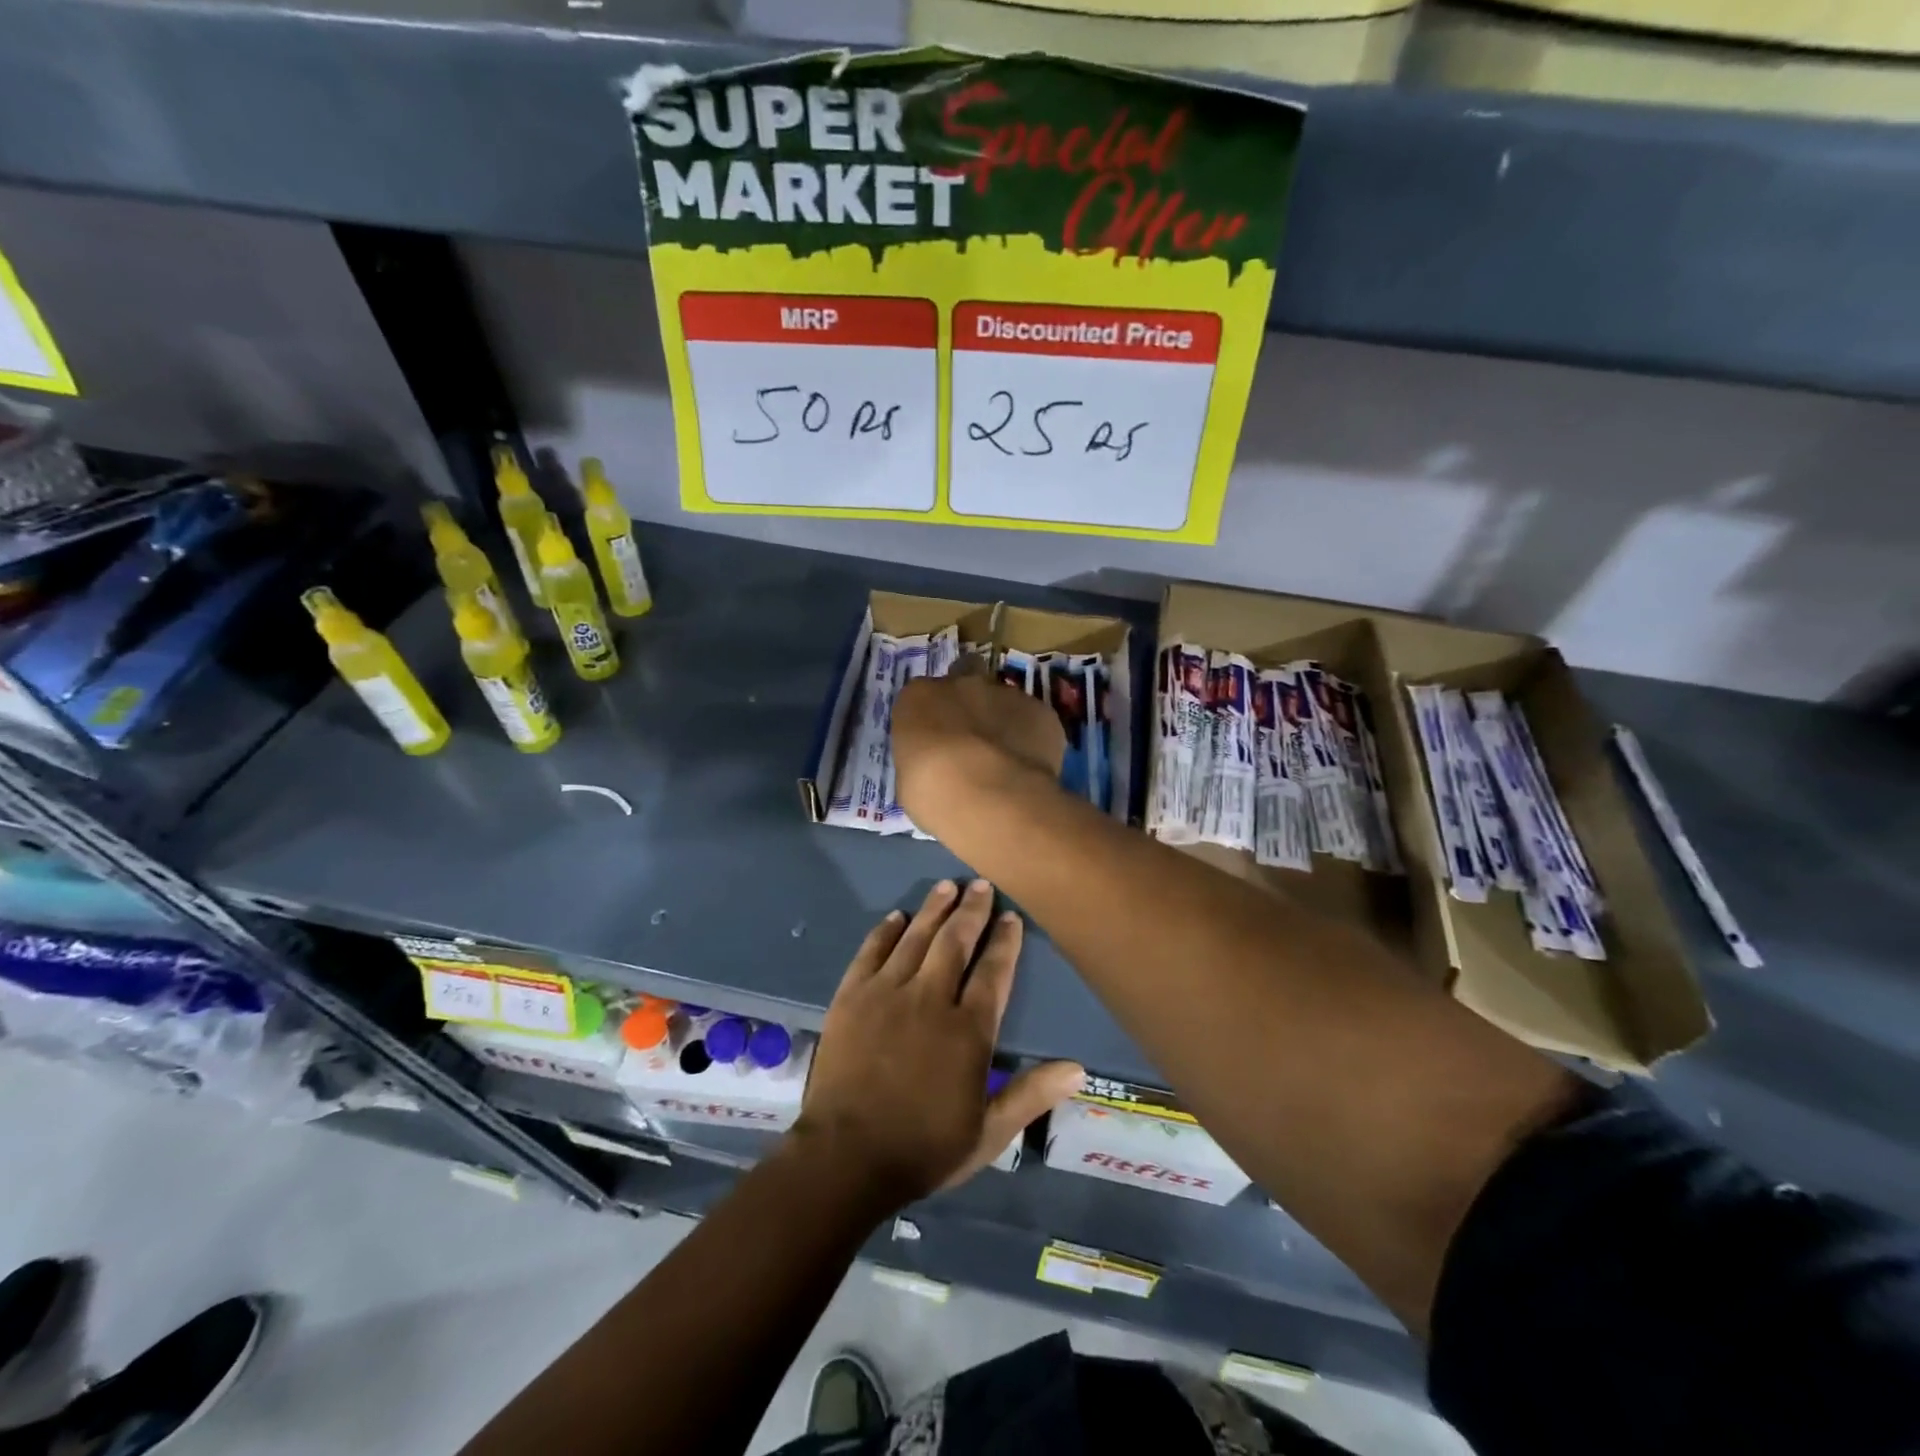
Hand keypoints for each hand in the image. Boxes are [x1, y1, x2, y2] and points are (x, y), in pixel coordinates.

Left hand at [795, 879, 1083, 1205]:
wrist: (845, 1158)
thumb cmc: (923, 1148)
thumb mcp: (989, 1133)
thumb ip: (1031, 1095)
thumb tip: (1078, 1068)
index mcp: (968, 1029)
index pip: (993, 971)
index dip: (1004, 941)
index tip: (1011, 917)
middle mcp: (930, 998)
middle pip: (955, 941)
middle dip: (972, 910)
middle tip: (981, 884)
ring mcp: (887, 993)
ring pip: (916, 937)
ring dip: (933, 908)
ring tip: (947, 885)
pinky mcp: (852, 996)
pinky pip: (871, 951)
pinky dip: (886, 931)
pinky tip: (897, 916)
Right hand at [892, 666, 1066, 839]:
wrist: (985, 793)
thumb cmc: (929, 791)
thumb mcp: (907, 776)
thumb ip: (925, 755)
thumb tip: (941, 761)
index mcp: (919, 696)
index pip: (924, 695)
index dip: (934, 716)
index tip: (937, 740)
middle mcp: (963, 684)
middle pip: (967, 679)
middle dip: (971, 703)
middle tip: (973, 739)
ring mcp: (1006, 693)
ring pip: (1005, 700)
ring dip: (1004, 721)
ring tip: (1006, 761)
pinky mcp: (1042, 712)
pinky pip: (1036, 721)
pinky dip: (1033, 738)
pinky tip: (1029, 767)